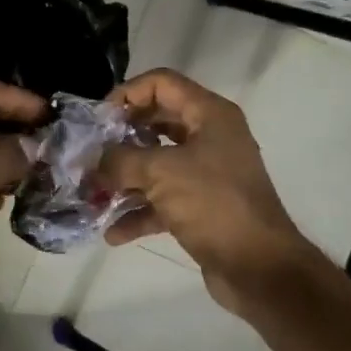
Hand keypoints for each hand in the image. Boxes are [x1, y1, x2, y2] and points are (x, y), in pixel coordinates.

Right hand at [98, 69, 312, 309]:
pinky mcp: (202, 208)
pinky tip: (113, 232)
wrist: (259, 267)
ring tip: (93, 195)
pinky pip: (163, 201)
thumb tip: (94, 162)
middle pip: (156, 123)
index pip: (162, 84)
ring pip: (156, 165)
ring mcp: (207, 174)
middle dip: (120, 140)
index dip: (128, 94)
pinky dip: (139, 213)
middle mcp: (210, 138)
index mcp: (209, 115)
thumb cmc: (213, 203)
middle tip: (91, 154)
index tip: (99, 119)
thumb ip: (120, 160)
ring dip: (124, 180)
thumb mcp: (161, 172)